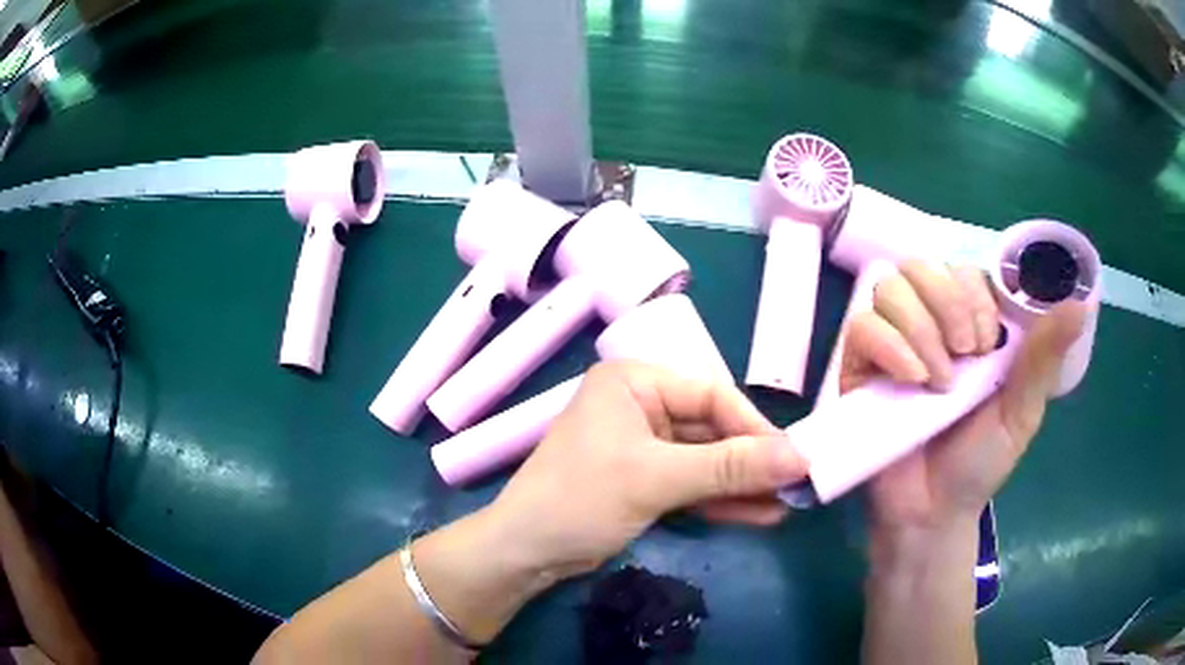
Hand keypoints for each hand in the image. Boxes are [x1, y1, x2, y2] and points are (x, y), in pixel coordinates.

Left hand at [488, 361, 807, 579]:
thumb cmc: (581, 499)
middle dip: (752, 461)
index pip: (712, 394)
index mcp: (634, 382)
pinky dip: (721, 500)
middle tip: (797, 483)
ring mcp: (642, 446)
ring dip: (742, 484)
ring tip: (787, 503)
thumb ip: (730, 467)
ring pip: (706, 461)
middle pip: (712, 429)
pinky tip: (760, 514)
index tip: (793, 457)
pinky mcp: (643, 480)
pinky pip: (692, 484)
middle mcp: (640, 406)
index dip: (755, 427)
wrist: (525, 553)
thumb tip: (800, 456)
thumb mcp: (658, 479)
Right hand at [840, 260, 1086, 532]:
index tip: (989, 345)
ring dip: (920, 328)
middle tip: (966, 357)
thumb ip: (1045, 357)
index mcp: (971, 325)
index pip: (963, 269)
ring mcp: (893, 343)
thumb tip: (1081, 304)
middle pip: (922, 265)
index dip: (974, 293)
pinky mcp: (860, 368)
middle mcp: (930, 324)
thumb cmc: (981, 462)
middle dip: (947, 305)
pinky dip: (889, 345)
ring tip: (937, 381)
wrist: (931, 513)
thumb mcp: (1022, 411)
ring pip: (891, 287)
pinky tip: (910, 381)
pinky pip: (862, 327)